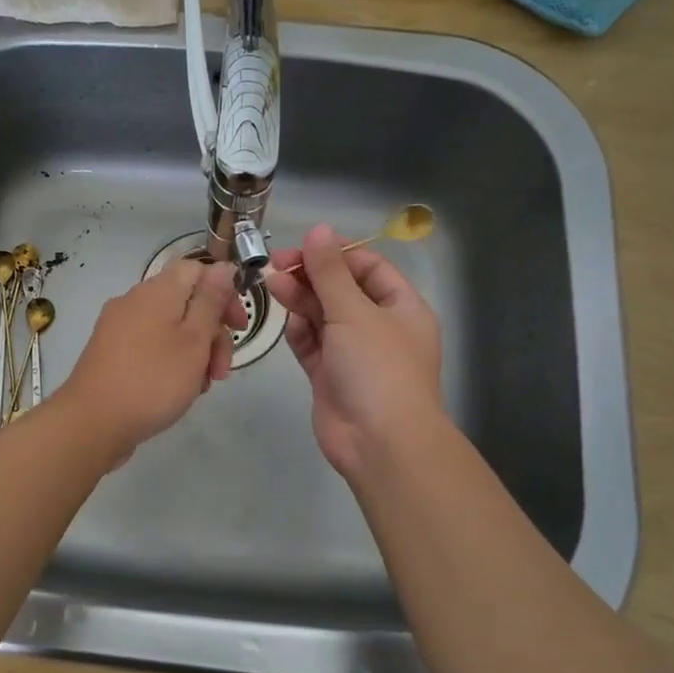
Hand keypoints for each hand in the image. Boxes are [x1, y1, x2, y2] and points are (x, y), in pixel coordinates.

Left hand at [54, 257, 246, 462]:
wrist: (92, 423)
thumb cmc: (153, 380)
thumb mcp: (194, 340)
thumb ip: (211, 301)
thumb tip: (223, 267)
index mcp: (156, 291)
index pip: (197, 270)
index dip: (224, 293)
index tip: (238, 327)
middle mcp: (134, 301)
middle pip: (186, 303)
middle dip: (212, 334)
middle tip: (221, 372)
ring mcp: (118, 328)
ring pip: (170, 329)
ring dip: (194, 354)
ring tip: (200, 388)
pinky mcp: (110, 353)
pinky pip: (150, 347)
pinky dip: (170, 363)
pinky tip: (177, 392)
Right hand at [265, 224, 444, 480]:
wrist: (380, 443)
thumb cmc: (377, 368)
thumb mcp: (354, 312)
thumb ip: (330, 272)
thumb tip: (317, 229)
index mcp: (401, 308)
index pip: (369, 268)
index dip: (337, 254)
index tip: (303, 246)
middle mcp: (379, 328)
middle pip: (342, 291)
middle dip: (311, 276)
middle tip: (276, 265)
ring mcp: (354, 354)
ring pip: (323, 317)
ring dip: (300, 301)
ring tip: (271, 285)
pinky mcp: (330, 377)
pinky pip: (312, 346)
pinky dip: (300, 332)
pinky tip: (286, 321)